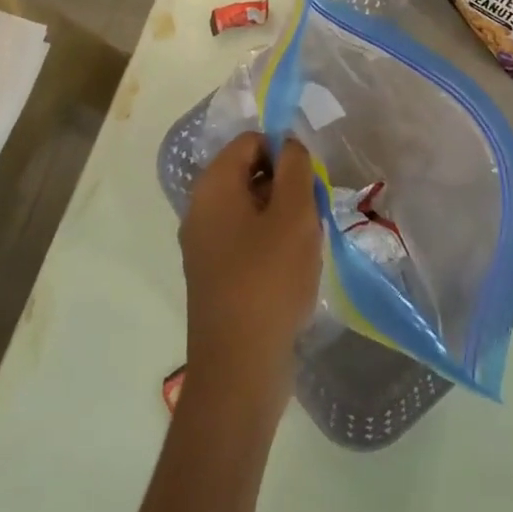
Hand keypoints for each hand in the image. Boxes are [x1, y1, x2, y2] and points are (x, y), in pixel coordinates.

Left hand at [179, 133, 322, 410]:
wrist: (239, 370)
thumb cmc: (269, 280)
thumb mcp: (294, 214)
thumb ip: (295, 168)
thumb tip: (288, 144)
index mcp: (213, 187)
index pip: (250, 142)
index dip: (283, 152)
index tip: (309, 182)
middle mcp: (200, 210)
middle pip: (249, 173)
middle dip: (286, 186)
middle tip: (311, 215)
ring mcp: (204, 246)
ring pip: (251, 209)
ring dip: (283, 218)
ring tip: (306, 246)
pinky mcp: (214, 276)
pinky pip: (246, 240)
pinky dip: (271, 245)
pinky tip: (292, 272)